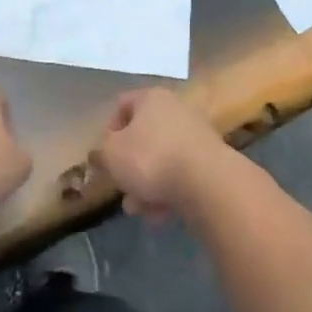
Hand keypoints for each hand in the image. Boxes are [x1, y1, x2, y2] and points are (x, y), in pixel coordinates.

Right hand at [92, 88, 231, 219]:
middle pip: (143, 138)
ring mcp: (196, 135)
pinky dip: (168, 192)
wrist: (207, 182)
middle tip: (122, 189)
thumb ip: (101, 153)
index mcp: (152, 98)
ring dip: (146, 186)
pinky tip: (161, 214)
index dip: (109, 130)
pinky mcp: (210, 161)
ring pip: (161, 160)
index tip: (105, 156)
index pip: (122, 105)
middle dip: (129, 168)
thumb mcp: (111, 155)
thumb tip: (102, 154)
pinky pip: (180, 175)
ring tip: (140, 210)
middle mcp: (176, 109)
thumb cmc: (151, 158)